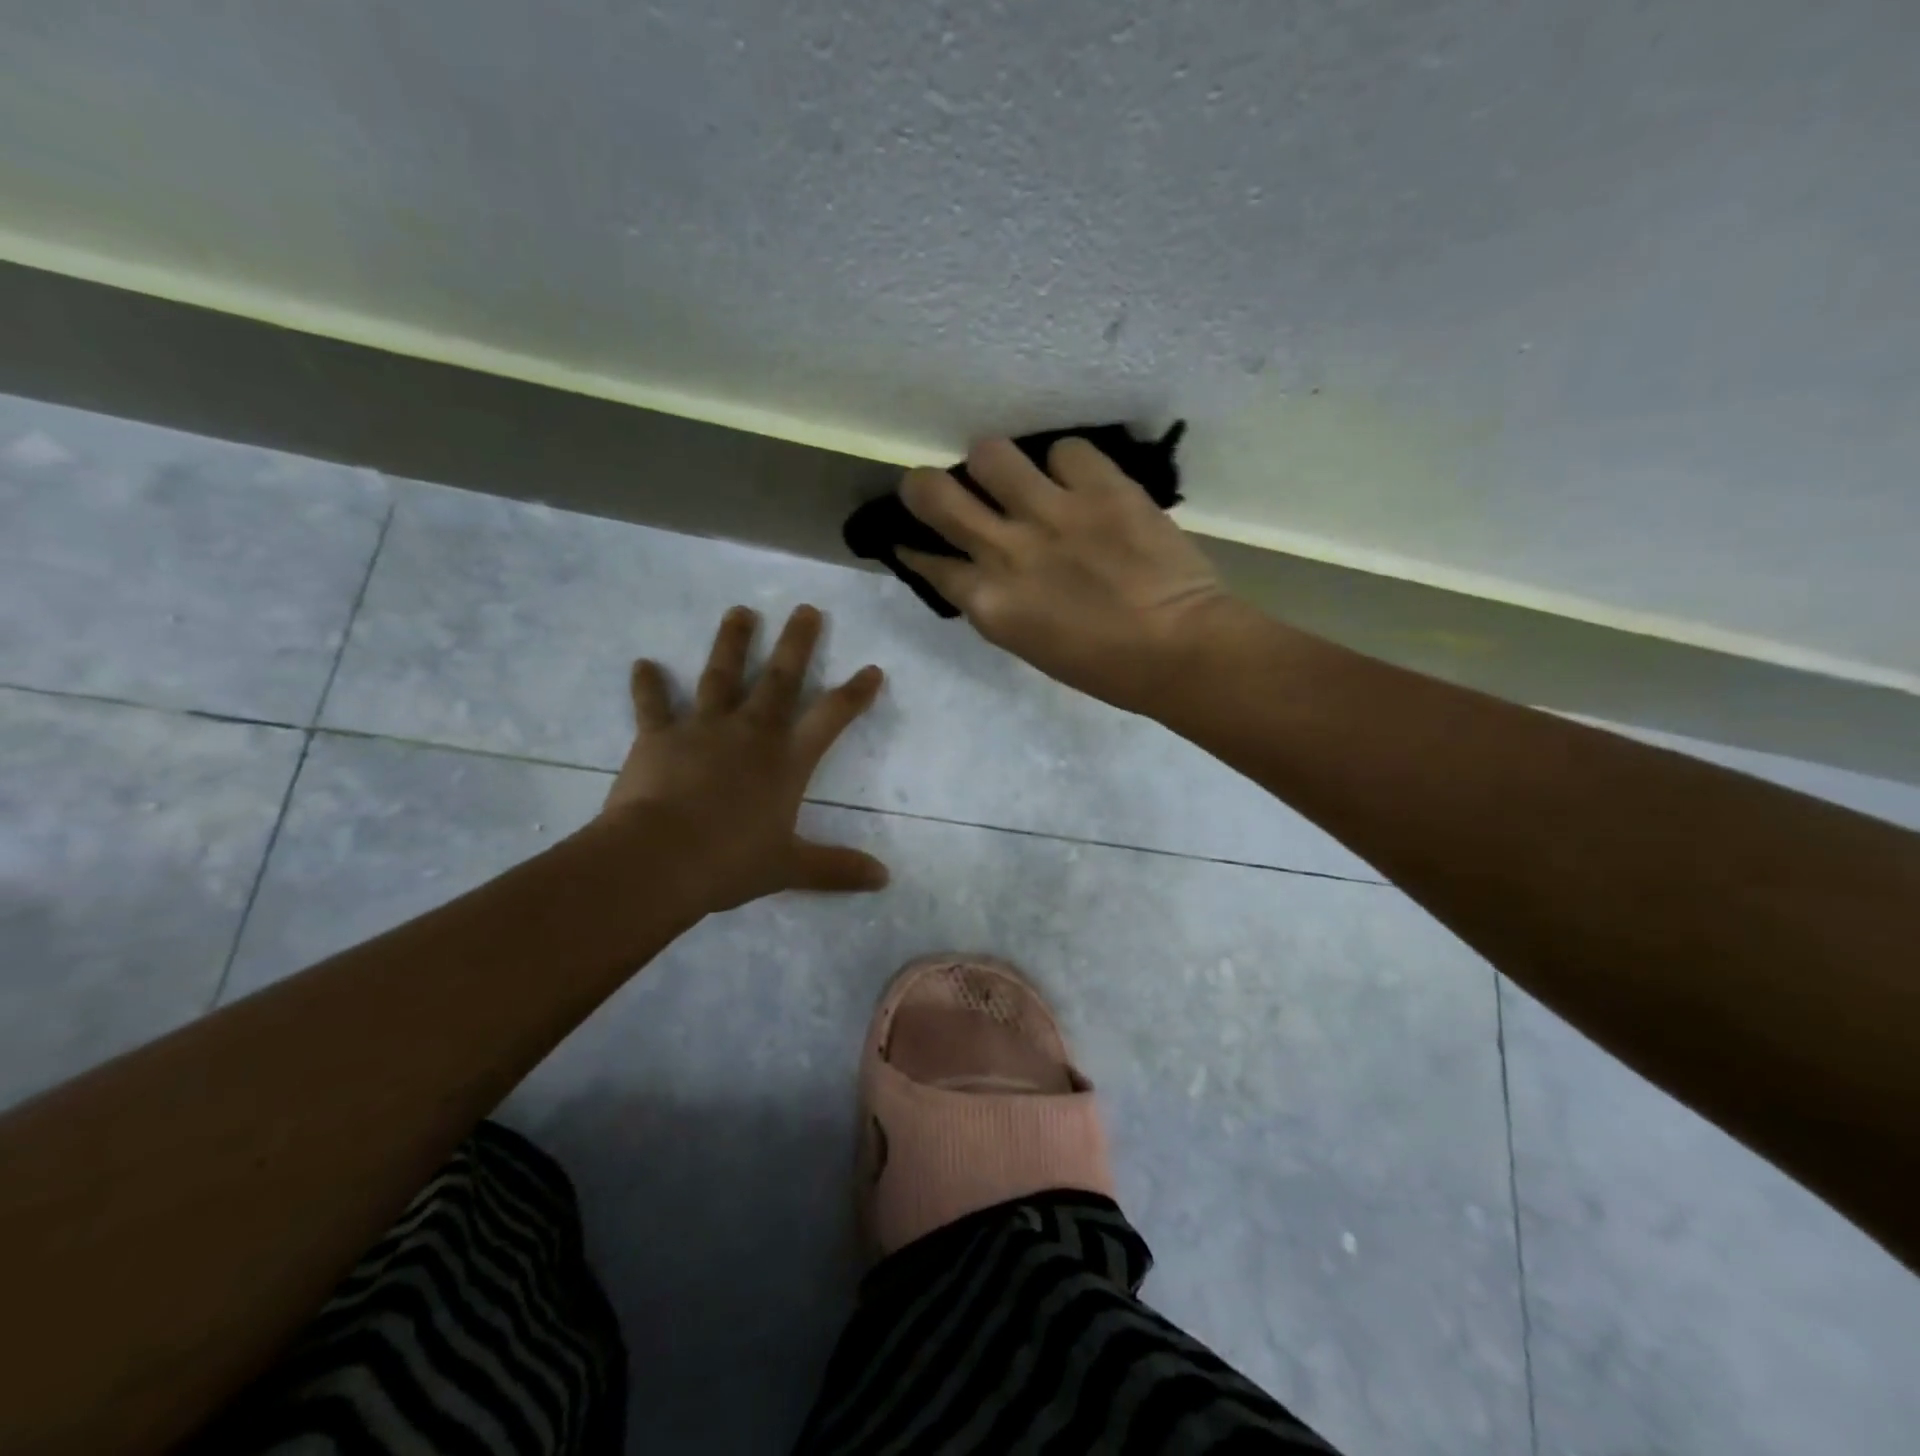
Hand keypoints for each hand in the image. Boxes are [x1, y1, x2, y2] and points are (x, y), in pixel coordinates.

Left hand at [601, 604, 888, 912]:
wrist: (659, 859)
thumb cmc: (731, 862)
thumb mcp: (790, 868)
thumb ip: (836, 869)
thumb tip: (885, 879)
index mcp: (787, 760)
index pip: (831, 717)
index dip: (855, 693)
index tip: (872, 669)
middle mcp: (751, 732)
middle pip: (780, 679)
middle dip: (797, 643)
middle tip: (806, 609)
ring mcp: (703, 728)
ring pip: (721, 675)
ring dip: (732, 642)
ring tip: (740, 611)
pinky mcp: (658, 736)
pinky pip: (653, 705)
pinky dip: (647, 685)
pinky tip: (642, 664)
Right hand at [897, 438, 1234, 713]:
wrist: (1180, 649)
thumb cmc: (1105, 668)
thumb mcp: (1031, 645)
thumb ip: (1000, 603)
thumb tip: (985, 571)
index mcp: (990, 603)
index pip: (928, 562)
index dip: (915, 548)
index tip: (914, 540)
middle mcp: (1007, 550)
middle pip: (934, 493)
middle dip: (923, 486)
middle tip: (938, 487)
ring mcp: (1052, 512)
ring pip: (990, 453)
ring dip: (995, 465)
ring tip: (1016, 477)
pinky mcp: (1100, 486)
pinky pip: (1065, 450)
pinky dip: (1068, 465)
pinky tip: (1080, 482)